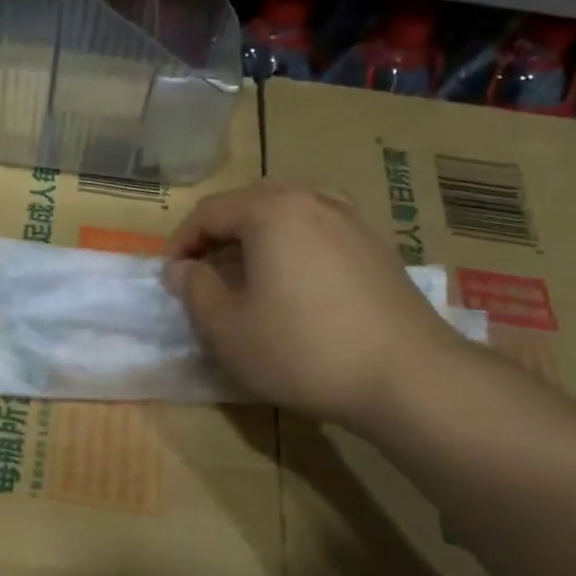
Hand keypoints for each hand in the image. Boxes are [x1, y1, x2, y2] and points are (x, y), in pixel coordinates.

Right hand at [163, 184, 467, 431]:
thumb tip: (181, 269)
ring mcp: (352, 220)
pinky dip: (291, 249)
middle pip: (250, 205)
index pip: (209, 211)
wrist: (406, 376)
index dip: (180, 243)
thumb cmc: (301, 349)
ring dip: (255, 241)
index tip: (169, 278)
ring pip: (288, 216)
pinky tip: (291, 287)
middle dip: (218, 237)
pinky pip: (318, 232)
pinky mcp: (376, 247)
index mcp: (272, 210)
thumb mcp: (227, 327)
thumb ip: (195, 289)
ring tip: (244, 279)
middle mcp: (314, 199)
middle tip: (203, 276)